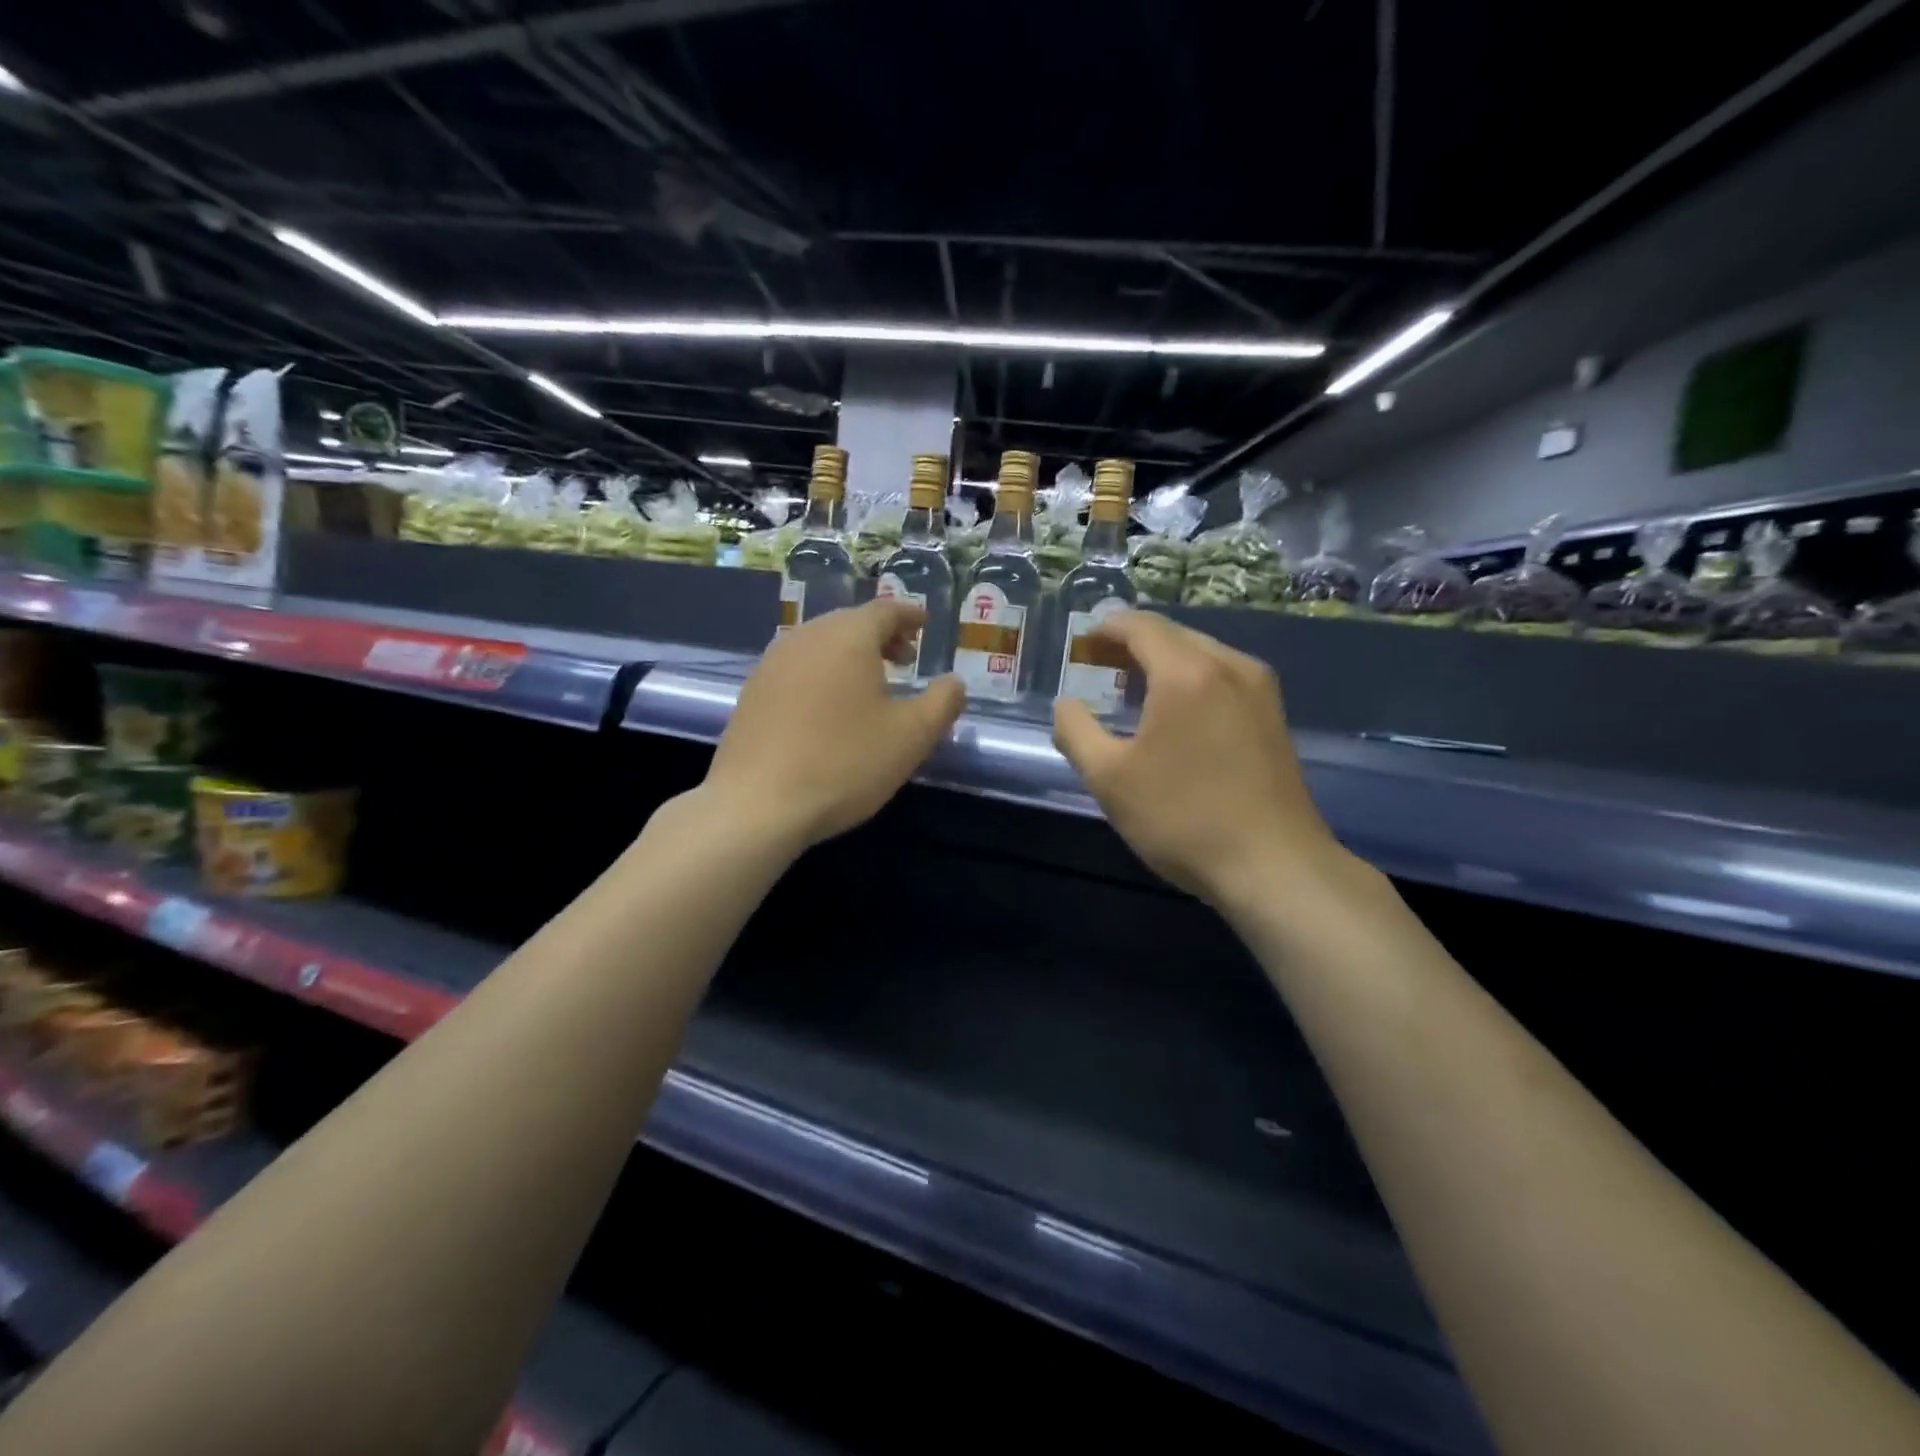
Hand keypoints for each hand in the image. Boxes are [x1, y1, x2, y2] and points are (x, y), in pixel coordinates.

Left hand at [705, 600, 964, 848]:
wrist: (757, 804)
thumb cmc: (845, 763)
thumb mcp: (912, 737)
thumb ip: (943, 703)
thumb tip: (953, 683)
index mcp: (848, 637)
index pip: (886, 610)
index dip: (909, 615)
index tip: (925, 625)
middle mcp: (806, 638)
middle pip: (850, 623)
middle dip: (881, 636)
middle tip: (905, 659)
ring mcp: (772, 664)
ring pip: (821, 645)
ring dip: (850, 656)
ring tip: (870, 685)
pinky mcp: (752, 693)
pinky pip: (797, 668)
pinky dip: (822, 674)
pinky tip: (829, 708)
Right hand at [1052, 610, 1346, 906]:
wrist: (1274, 866)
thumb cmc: (1183, 818)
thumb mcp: (1109, 779)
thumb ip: (1076, 731)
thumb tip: (1066, 705)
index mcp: (1187, 672)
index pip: (1140, 626)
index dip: (1107, 628)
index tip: (1082, 642)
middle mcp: (1230, 666)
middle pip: (1174, 635)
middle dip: (1133, 644)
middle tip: (1100, 667)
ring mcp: (1260, 690)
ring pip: (1202, 655)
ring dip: (1164, 662)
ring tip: (1134, 691)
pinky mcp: (1274, 717)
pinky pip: (1224, 678)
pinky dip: (1192, 681)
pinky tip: (1177, 715)